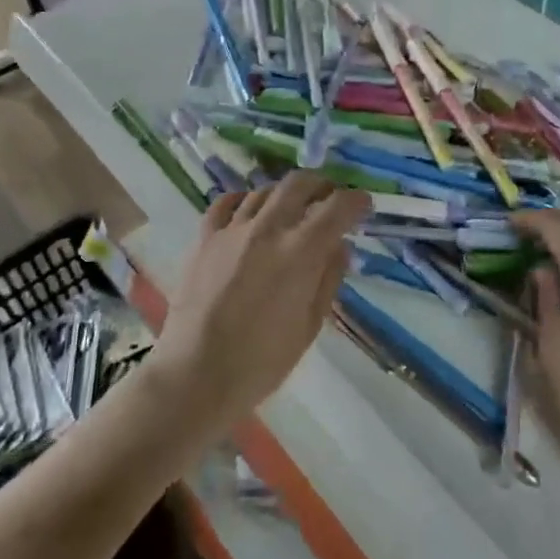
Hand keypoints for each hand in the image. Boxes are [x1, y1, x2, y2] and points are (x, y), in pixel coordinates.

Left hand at [153, 174, 369, 425]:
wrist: (196, 374)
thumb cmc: (262, 360)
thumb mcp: (310, 325)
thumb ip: (329, 278)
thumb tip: (340, 245)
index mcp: (301, 251)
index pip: (337, 207)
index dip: (356, 200)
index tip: (363, 205)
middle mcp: (268, 228)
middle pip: (299, 184)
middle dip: (321, 185)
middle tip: (330, 197)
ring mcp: (232, 230)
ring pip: (264, 191)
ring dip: (284, 194)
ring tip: (291, 209)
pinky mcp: (204, 238)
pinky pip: (225, 203)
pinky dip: (243, 200)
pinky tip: (249, 210)